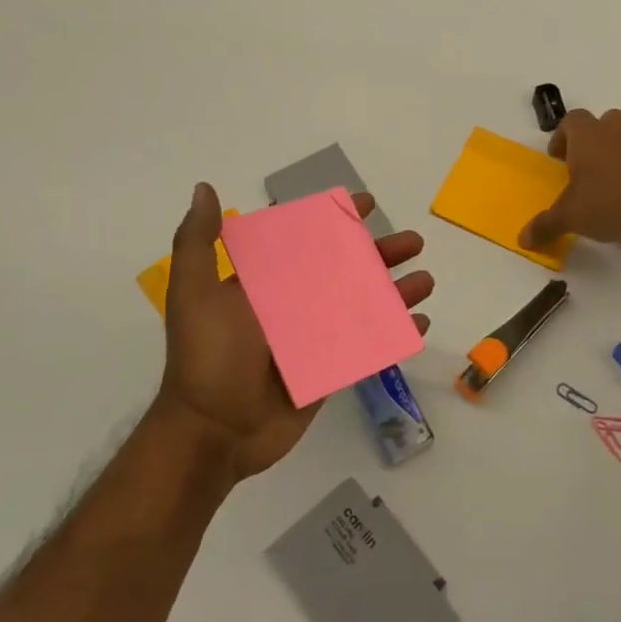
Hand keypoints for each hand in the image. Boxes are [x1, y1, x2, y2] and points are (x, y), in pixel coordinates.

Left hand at [158, 183, 433, 479]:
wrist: (214, 432)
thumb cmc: (207, 357)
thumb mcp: (194, 294)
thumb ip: (198, 243)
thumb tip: (205, 188)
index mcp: (265, 284)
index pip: (307, 241)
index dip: (336, 220)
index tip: (367, 204)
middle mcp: (293, 306)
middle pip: (345, 270)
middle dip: (380, 253)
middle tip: (414, 242)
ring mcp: (314, 340)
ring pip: (363, 306)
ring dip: (396, 292)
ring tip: (425, 281)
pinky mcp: (329, 371)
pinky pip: (368, 347)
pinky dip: (394, 334)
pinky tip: (420, 323)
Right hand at [520, 109, 620, 251]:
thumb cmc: (605, 204)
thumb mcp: (568, 217)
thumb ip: (544, 225)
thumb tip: (523, 240)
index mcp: (587, 136)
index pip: (571, 120)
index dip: (564, 135)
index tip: (560, 157)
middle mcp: (617, 130)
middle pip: (607, 119)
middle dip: (600, 135)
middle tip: (593, 160)